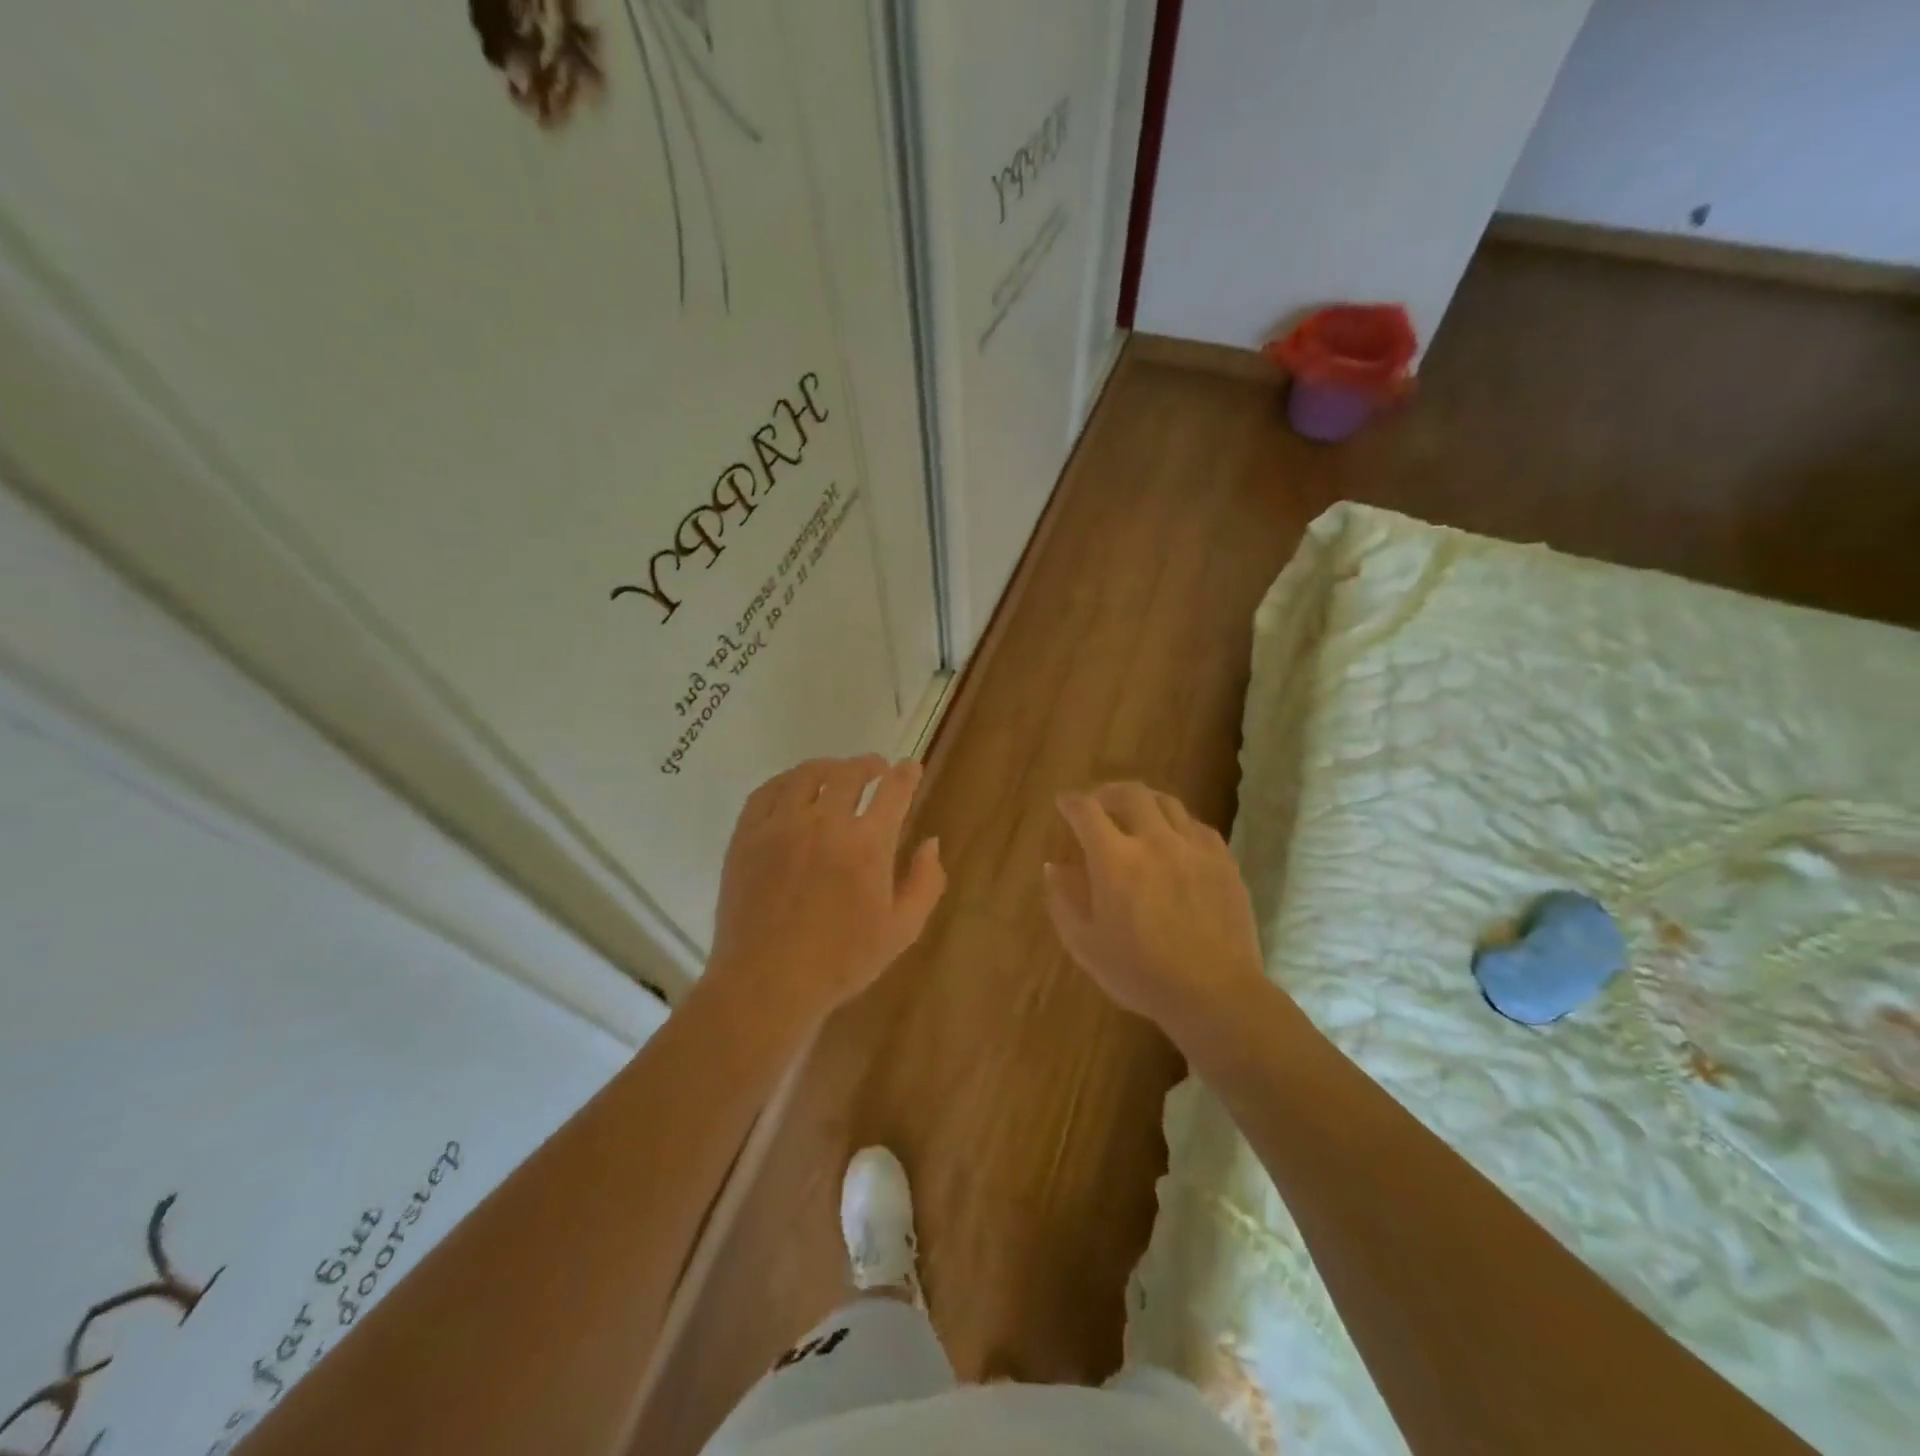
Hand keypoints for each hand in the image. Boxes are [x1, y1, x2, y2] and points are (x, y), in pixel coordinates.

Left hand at [708, 756, 944, 1026]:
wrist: (767, 983)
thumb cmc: (841, 961)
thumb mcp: (902, 930)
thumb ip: (925, 882)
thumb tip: (931, 843)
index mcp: (867, 845)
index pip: (893, 791)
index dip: (906, 773)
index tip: (910, 766)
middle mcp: (824, 823)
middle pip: (850, 773)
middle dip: (869, 764)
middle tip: (876, 768)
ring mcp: (780, 826)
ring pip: (807, 774)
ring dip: (829, 766)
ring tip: (836, 772)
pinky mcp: (746, 836)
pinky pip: (766, 791)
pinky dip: (786, 781)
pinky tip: (793, 788)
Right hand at [1045, 783, 1266, 1044]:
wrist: (1214, 992)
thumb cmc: (1140, 973)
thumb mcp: (1085, 945)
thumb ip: (1063, 901)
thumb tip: (1054, 867)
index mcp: (1115, 859)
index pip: (1086, 811)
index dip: (1071, 802)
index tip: (1063, 803)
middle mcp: (1154, 840)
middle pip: (1130, 793)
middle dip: (1108, 792)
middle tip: (1099, 803)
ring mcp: (1193, 847)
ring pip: (1167, 803)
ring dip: (1145, 802)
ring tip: (1137, 814)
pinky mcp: (1223, 861)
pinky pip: (1197, 826)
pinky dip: (1178, 824)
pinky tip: (1175, 840)